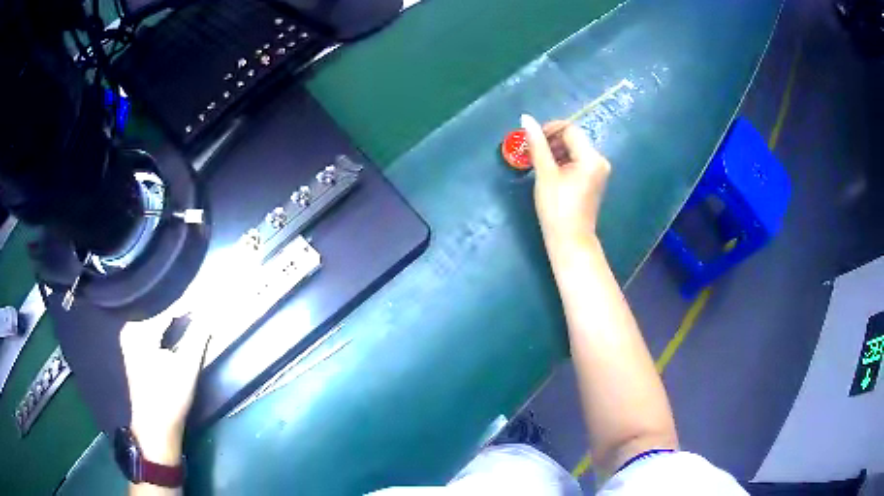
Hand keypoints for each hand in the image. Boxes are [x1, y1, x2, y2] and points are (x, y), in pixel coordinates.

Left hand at [120, 309, 210, 464]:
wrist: (155, 427)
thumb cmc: (170, 398)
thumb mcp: (187, 367)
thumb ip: (198, 337)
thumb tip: (210, 314)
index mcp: (139, 331)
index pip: (166, 310)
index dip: (186, 305)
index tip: (204, 300)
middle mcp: (129, 329)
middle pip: (157, 312)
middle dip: (177, 310)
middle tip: (198, 307)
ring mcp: (128, 340)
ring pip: (153, 321)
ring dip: (170, 320)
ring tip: (189, 316)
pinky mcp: (131, 350)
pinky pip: (149, 330)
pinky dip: (163, 329)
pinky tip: (174, 331)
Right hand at [521, 114, 610, 250]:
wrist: (570, 240)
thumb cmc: (557, 207)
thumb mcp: (545, 173)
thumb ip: (537, 144)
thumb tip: (526, 118)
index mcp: (591, 157)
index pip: (570, 129)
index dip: (549, 130)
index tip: (531, 141)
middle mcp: (600, 160)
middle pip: (573, 138)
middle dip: (552, 142)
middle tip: (532, 153)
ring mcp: (599, 171)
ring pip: (574, 150)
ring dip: (556, 152)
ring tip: (539, 165)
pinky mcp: (594, 180)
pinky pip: (578, 162)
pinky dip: (563, 162)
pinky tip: (551, 173)